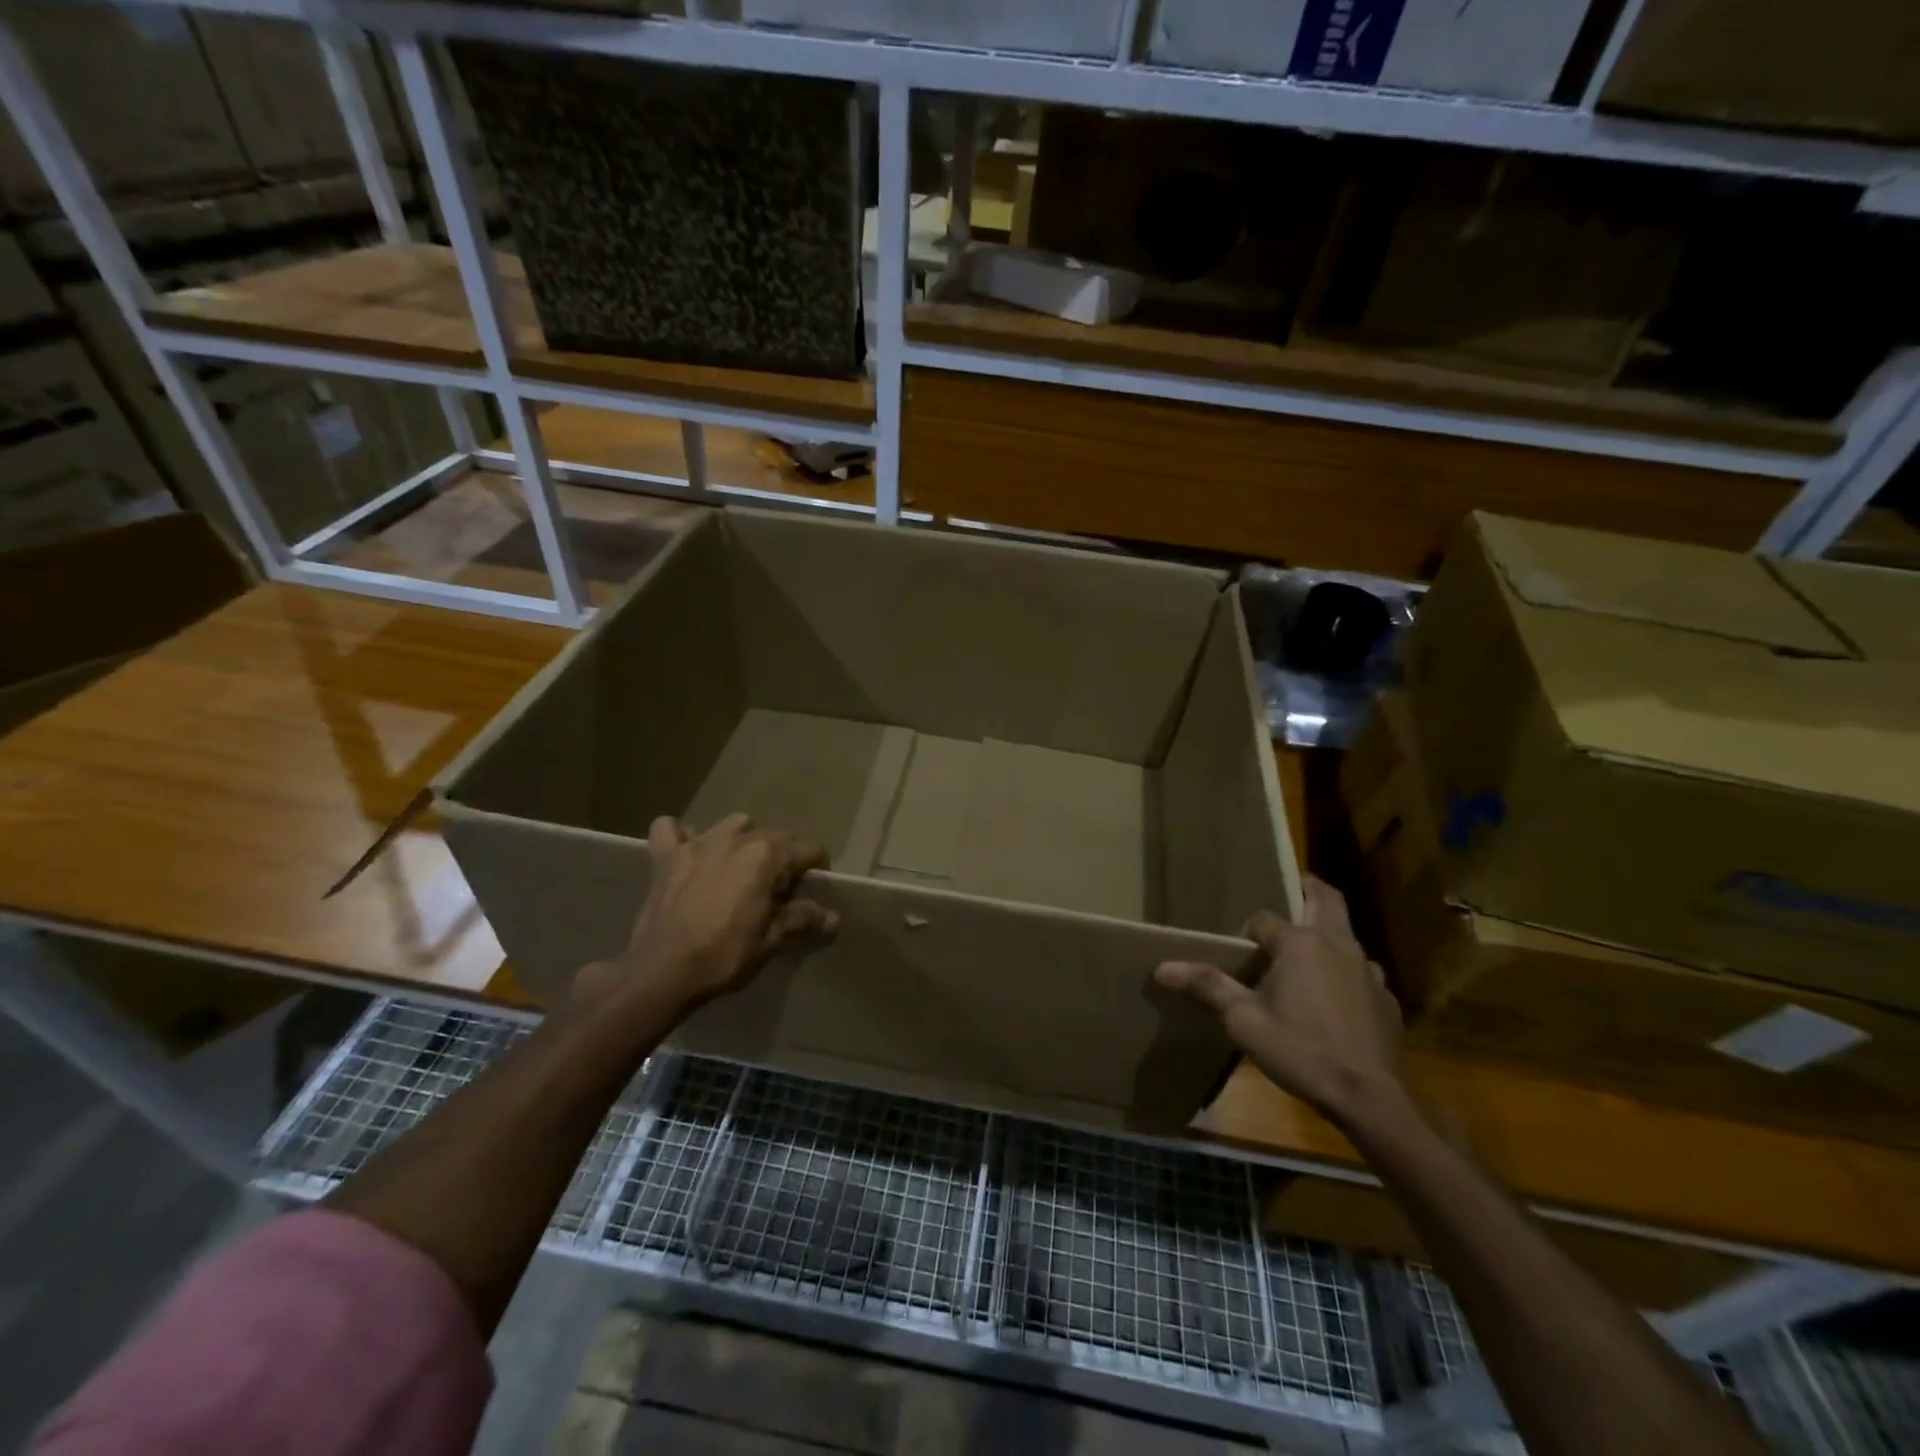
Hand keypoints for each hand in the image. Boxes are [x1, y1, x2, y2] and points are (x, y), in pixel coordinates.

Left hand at [575, 813, 836, 1013]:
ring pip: (732, 825)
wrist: (662, 971)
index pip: (808, 851)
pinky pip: (670, 829)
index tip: (815, 889)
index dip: (816, 869)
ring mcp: (699, 843)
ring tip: (739, 868)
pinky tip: (687, 853)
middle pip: (774, 837)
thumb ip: (801, 919)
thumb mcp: (771, 940)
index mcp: (767, 856)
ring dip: (741, 840)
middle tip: (780, 891)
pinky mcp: (667, 857)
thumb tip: (833, 918)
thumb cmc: (725, 955)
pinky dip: (681, 837)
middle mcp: (736, 839)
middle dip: (783, 858)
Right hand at [1155, 876, 1404, 1129]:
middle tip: (1298, 884)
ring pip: (1347, 937)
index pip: (1264, 920)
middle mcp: (1338, 945)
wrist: (1369, 1099)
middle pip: (1327, 900)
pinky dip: (1346, 973)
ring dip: (1329, 935)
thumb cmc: (1300, 1050)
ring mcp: (1368, 971)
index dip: (1248, 934)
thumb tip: (1162, 967)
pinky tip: (1336, 1000)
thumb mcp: (1243, 1020)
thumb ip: (1207, 987)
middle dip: (1310, 889)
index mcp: (1299, 944)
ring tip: (1310, 954)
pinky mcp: (1386, 999)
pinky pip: (1362, 973)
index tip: (1239, 957)